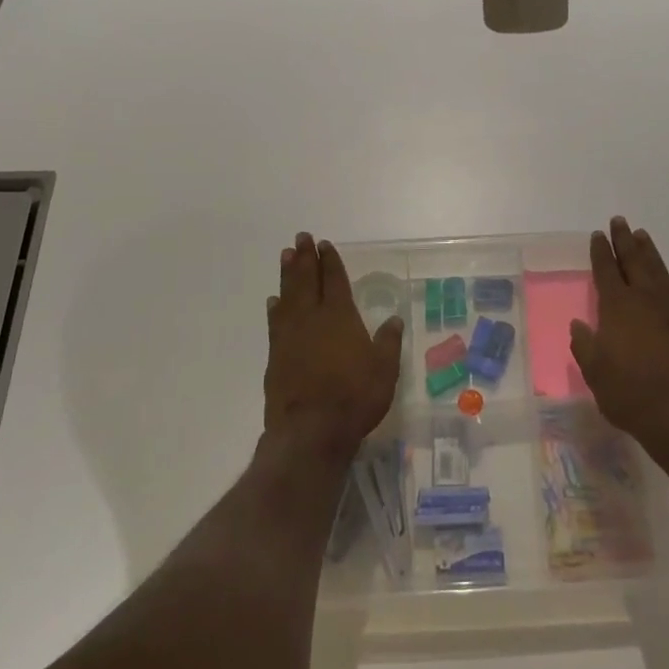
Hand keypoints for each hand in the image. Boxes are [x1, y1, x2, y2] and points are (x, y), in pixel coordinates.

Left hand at [264, 233, 401, 463]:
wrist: (310, 430)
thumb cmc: (354, 397)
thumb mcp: (384, 370)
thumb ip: (388, 342)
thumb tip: (394, 319)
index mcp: (341, 316)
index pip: (335, 280)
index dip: (331, 261)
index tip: (325, 244)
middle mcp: (312, 318)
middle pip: (307, 280)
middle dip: (306, 258)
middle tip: (301, 238)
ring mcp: (290, 336)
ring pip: (288, 295)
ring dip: (288, 274)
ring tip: (286, 256)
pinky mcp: (276, 355)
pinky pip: (275, 322)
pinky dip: (275, 307)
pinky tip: (274, 301)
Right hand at [570, 217, 668, 463]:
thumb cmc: (630, 394)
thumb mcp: (595, 373)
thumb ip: (585, 345)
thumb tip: (579, 324)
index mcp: (617, 307)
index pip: (605, 270)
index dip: (600, 251)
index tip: (597, 235)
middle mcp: (645, 299)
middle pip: (633, 261)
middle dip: (624, 240)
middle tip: (619, 221)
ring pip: (659, 271)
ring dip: (649, 252)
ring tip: (642, 236)